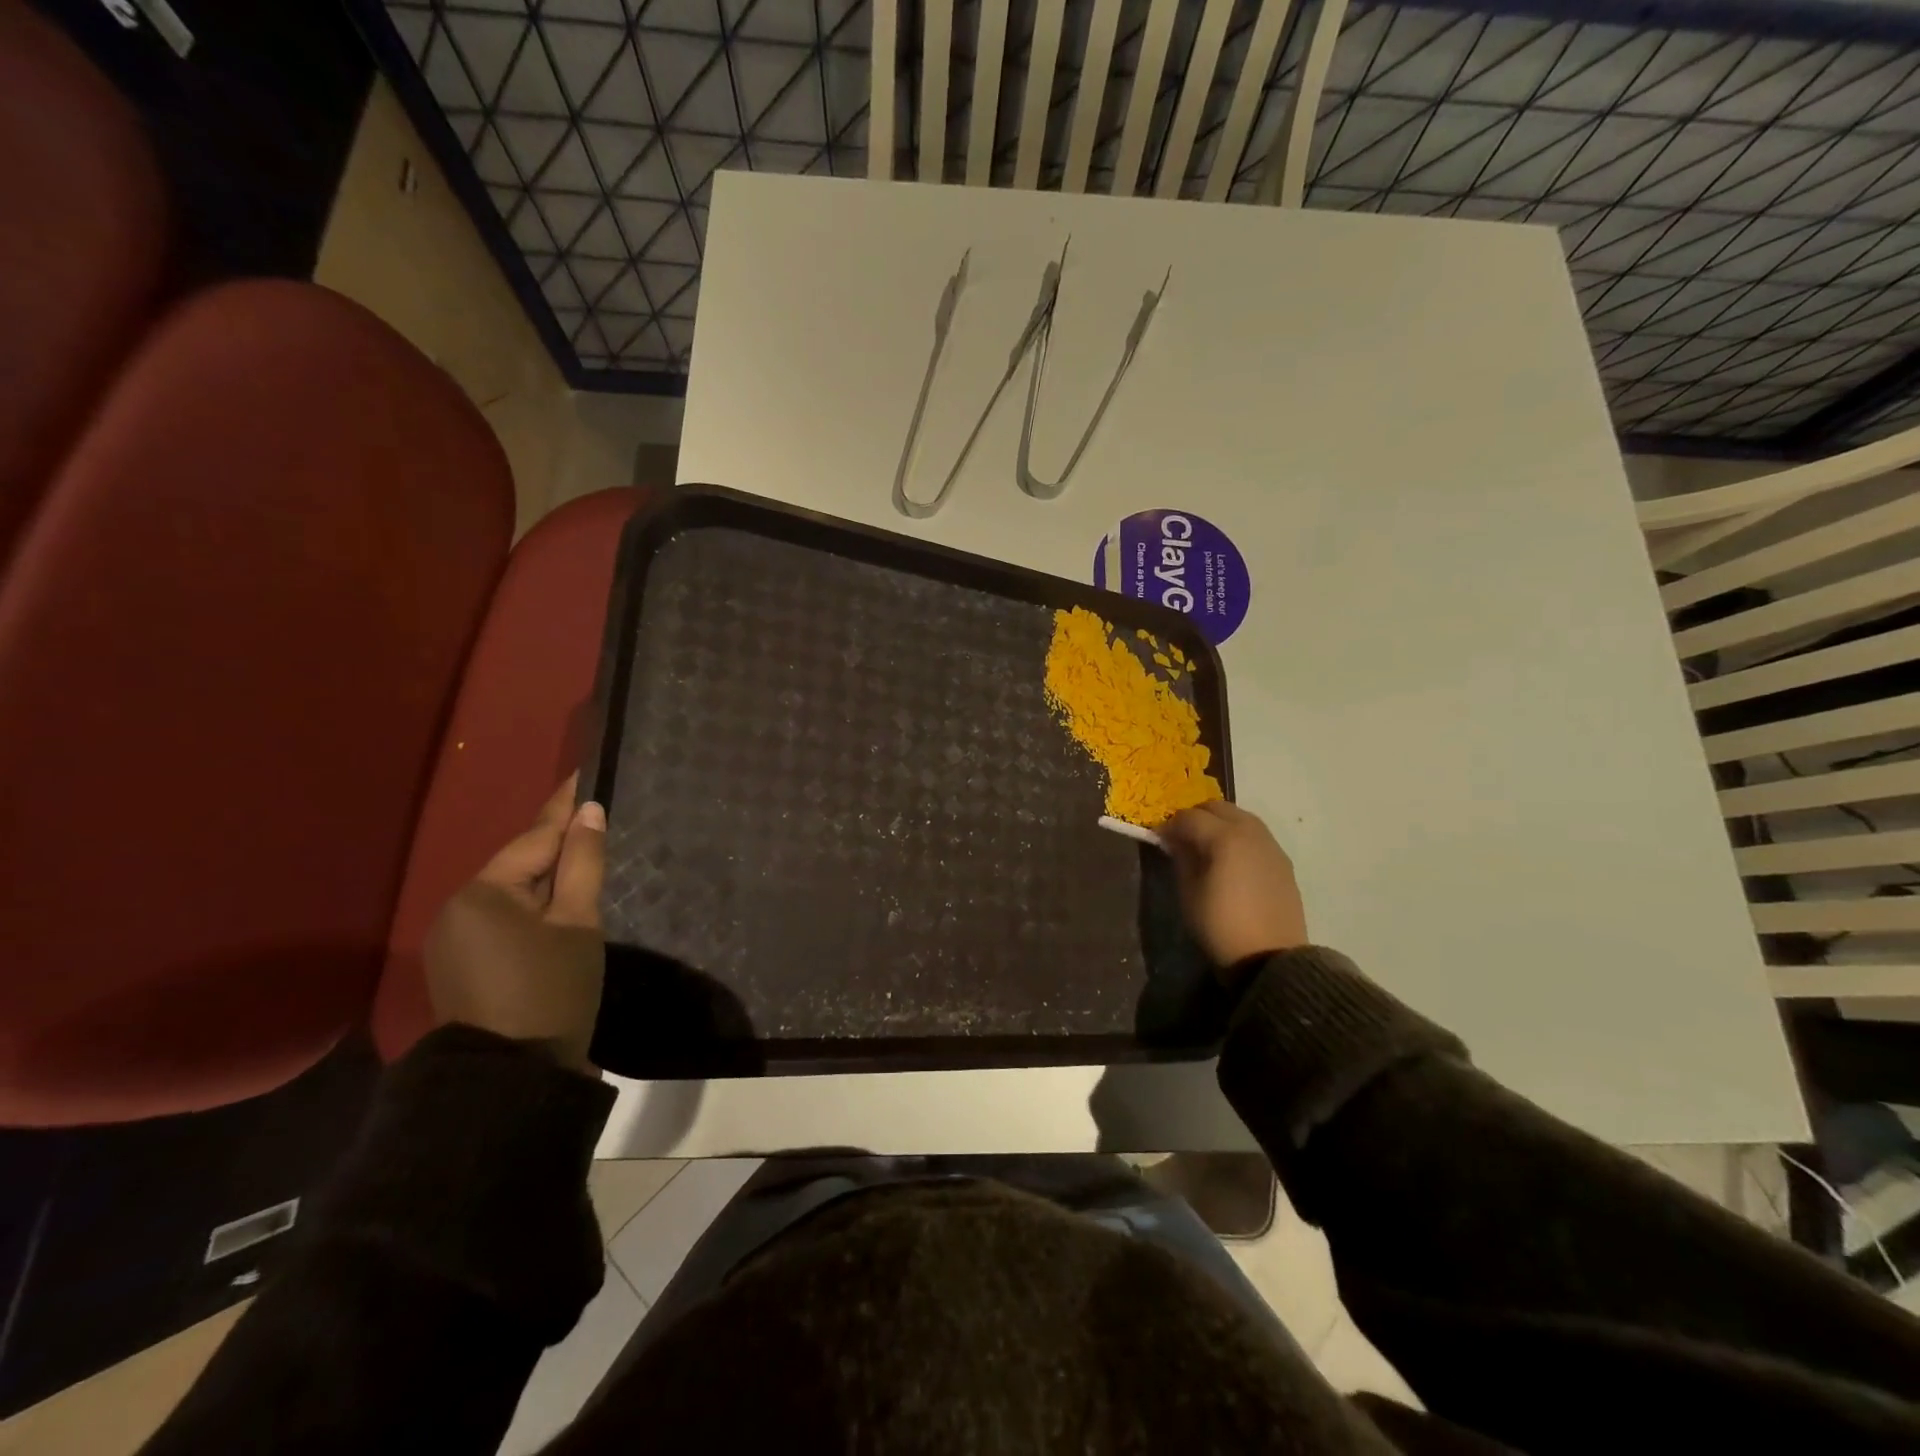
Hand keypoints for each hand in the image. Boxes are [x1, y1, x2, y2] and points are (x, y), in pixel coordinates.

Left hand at [424, 776, 607, 1072]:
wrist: (511, 1078)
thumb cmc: (552, 990)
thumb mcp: (579, 922)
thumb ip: (583, 863)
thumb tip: (589, 813)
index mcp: (484, 892)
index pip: (536, 836)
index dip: (566, 805)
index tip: (586, 772)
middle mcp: (458, 907)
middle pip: (521, 864)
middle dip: (559, 845)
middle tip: (598, 820)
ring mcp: (454, 939)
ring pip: (513, 893)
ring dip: (548, 879)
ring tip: (587, 860)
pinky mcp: (461, 965)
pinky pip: (503, 919)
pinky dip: (533, 908)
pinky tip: (560, 907)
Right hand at [1159, 800, 1307, 974]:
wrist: (1270, 959)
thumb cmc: (1220, 926)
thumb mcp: (1188, 892)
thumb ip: (1181, 858)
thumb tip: (1175, 840)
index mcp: (1224, 837)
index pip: (1189, 817)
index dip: (1169, 825)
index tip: (1158, 838)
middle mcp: (1250, 832)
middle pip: (1218, 807)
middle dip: (1195, 816)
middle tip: (1181, 837)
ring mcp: (1270, 845)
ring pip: (1240, 817)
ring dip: (1219, 823)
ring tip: (1205, 846)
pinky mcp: (1283, 862)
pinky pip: (1256, 835)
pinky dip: (1238, 836)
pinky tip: (1230, 859)